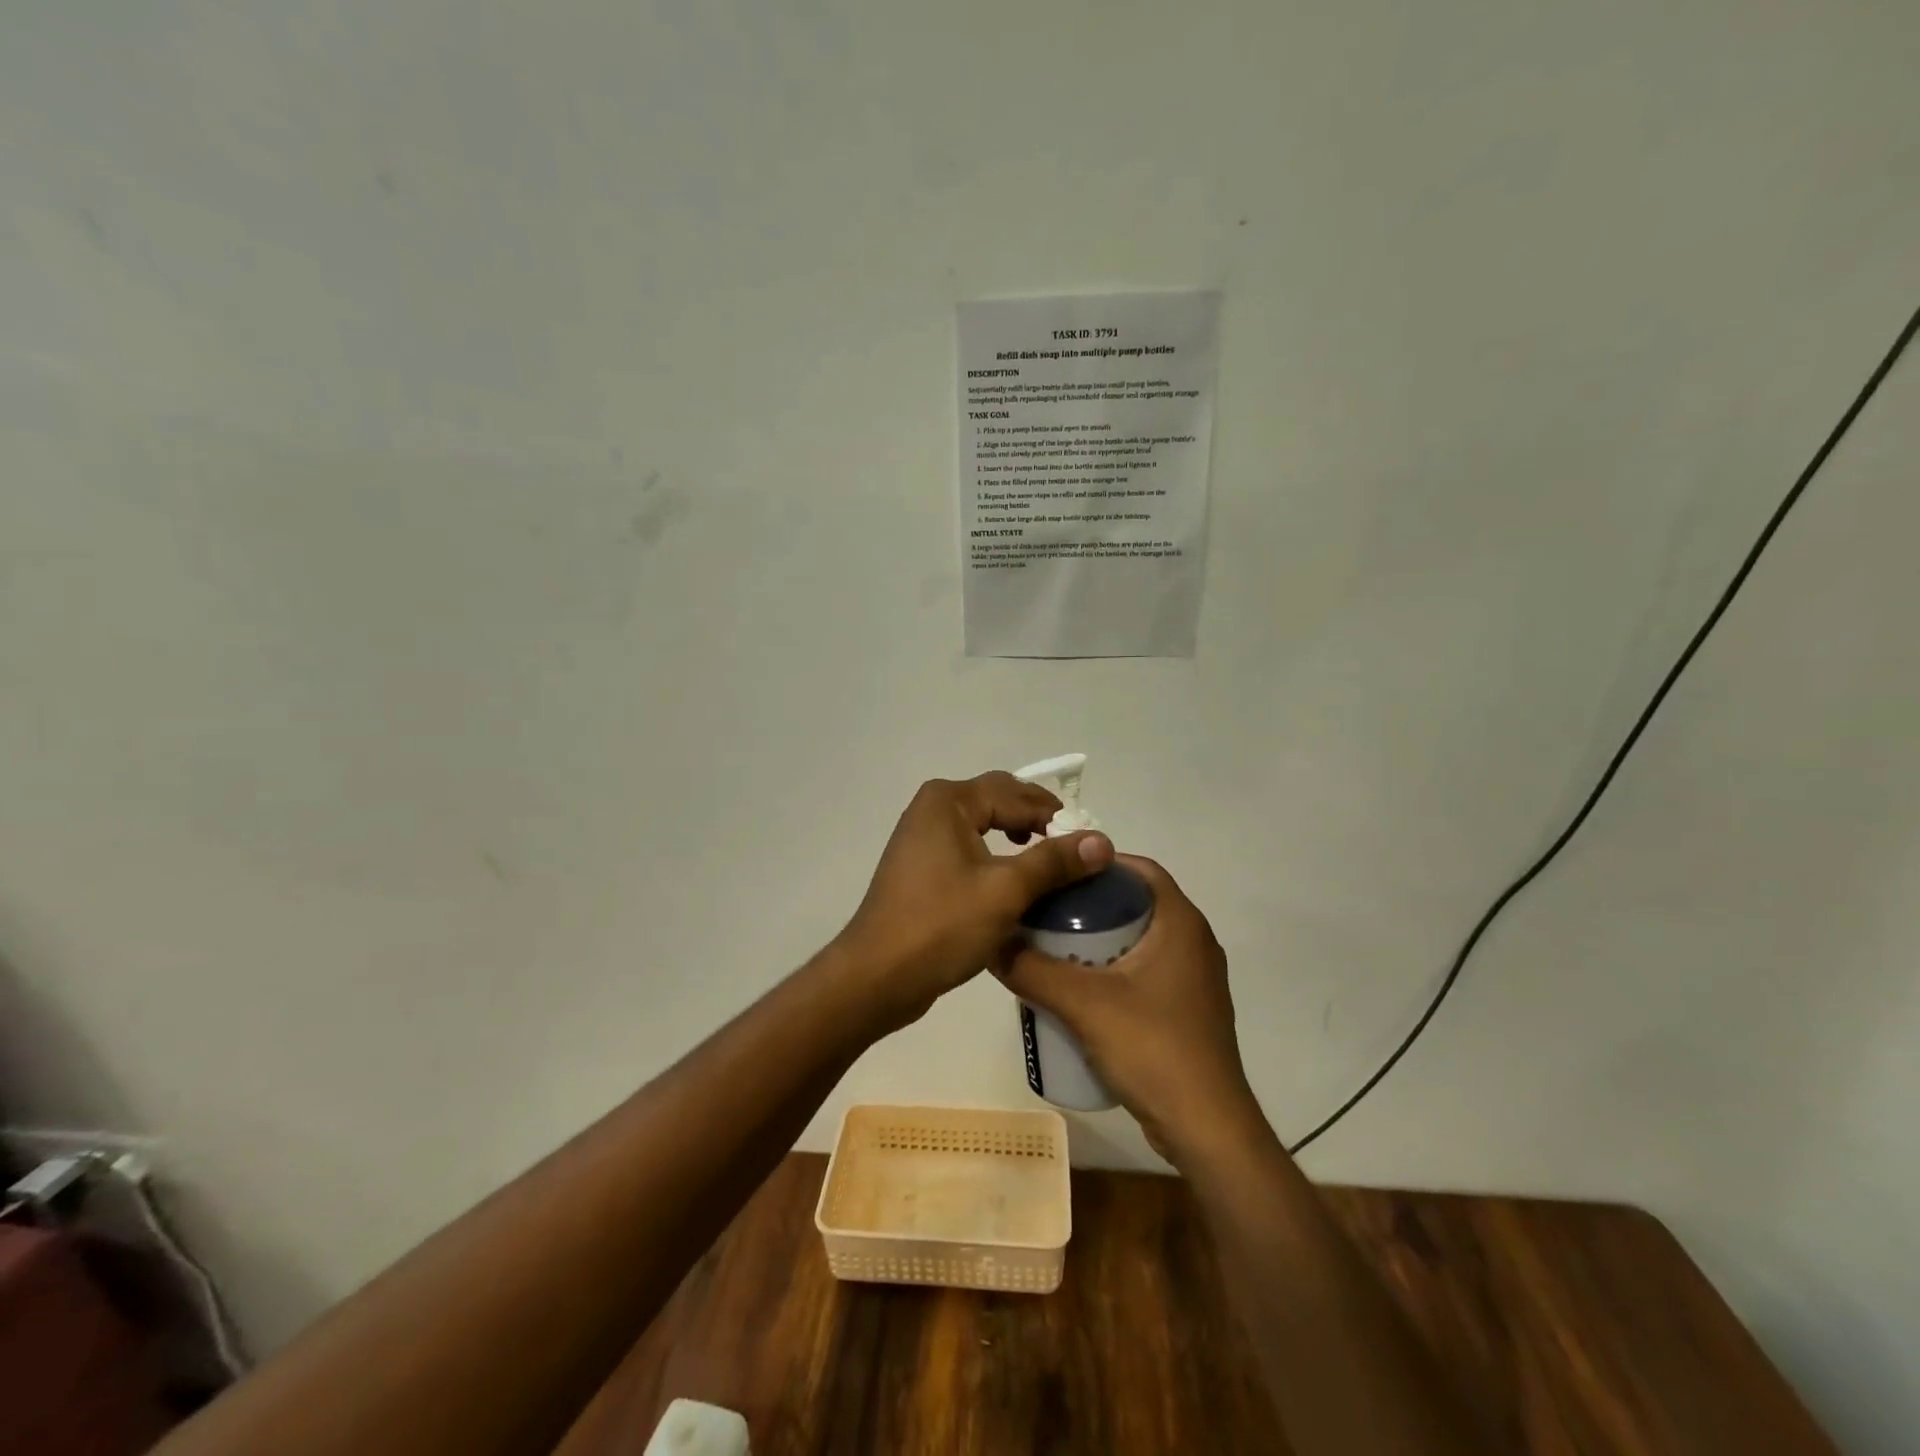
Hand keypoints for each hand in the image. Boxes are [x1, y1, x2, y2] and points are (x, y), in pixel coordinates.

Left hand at [836, 772, 1113, 1030]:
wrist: (877, 976)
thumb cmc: (941, 926)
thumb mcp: (1006, 891)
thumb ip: (1054, 861)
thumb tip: (1103, 841)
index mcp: (948, 800)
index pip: (1016, 793)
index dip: (1056, 816)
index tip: (1089, 844)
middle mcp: (932, 808)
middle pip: (998, 800)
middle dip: (1037, 820)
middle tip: (1073, 849)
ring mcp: (922, 837)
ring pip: (983, 824)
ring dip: (1017, 837)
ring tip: (1048, 861)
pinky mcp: (920, 866)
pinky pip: (968, 847)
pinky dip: (995, 856)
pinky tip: (1013, 881)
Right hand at [993, 855, 1256, 1159]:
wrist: (1207, 1129)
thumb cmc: (1153, 1049)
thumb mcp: (1082, 1004)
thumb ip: (1032, 970)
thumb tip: (990, 943)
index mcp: (1181, 923)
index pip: (1139, 869)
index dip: (1097, 863)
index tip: (1056, 873)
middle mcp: (1195, 942)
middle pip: (1136, 903)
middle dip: (1091, 904)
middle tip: (1046, 912)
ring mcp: (1195, 979)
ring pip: (1141, 939)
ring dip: (1101, 938)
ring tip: (1054, 949)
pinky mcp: (1189, 1009)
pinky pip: (1146, 971)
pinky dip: (1115, 968)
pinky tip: (1081, 991)